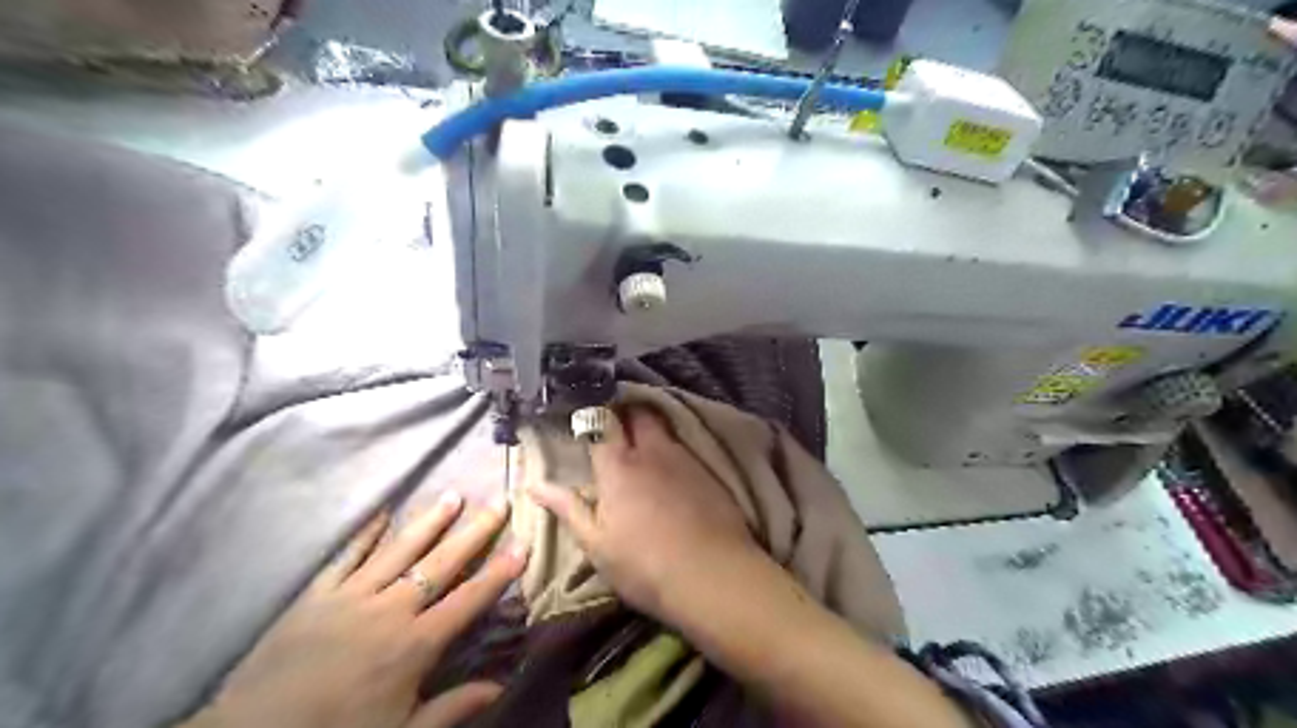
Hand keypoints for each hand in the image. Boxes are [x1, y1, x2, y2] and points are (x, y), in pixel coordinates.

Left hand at [183, 492, 525, 727]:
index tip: (522, 544)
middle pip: (441, 564)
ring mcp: (351, 597)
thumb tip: (501, 686)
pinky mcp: (316, 595)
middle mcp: (389, 611)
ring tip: (453, 494)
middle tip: (498, 501)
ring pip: (400, 550)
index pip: (468, 600)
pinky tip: (384, 513)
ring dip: (429, 521)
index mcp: (414, 645)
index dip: (499, 572)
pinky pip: (346, 556)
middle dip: (474, 531)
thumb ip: (452, 708)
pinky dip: (366, 534)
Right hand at [527, 407, 754, 622]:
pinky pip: (684, 447)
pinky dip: (672, 449)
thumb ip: (568, 509)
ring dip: (651, 427)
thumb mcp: (597, 545)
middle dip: (626, 411)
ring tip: (642, 444)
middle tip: (615, 424)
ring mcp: (684, 459)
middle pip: (639, 413)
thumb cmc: (644, 565)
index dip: (592, 416)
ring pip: (664, 428)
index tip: (585, 418)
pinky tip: (671, 470)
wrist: (713, 575)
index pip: (601, 423)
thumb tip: (534, 485)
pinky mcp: (708, 472)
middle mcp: (652, 452)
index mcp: (618, 466)